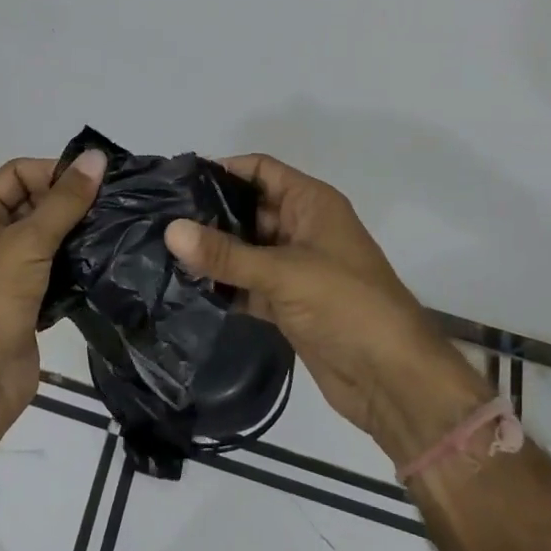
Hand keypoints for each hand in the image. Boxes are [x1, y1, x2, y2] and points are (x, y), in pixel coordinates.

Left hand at [0, 150, 106, 413]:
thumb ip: (65, 200)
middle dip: (72, 203)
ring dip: (79, 234)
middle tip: (118, 203)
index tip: (98, 181)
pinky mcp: (28, 301)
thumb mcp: (27, 241)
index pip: (19, 173)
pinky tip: (109, 261)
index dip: (55, 172)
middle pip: (35, 203)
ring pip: (49, 238)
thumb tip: (97, 156)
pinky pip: (57, 271)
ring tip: (120, 228)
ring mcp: (8, 271)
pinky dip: (78, 265)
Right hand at [165, 154, 490, 455]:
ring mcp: (294, 268)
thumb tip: (170, 229)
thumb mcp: (284, 272)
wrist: (391, 379)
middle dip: (208, 214)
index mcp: (311, 204)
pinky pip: (247, 284)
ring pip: (245, 249)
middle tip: (159, 219)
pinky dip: (222, 286)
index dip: (223, 170)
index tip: (177, 180)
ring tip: (162, 251)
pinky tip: (185, 288)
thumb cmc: (346, 305)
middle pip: (248, 209)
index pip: (261, 170)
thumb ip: (225, 253)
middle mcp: (301, 228)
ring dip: (212, 253)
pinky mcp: (287, 303)